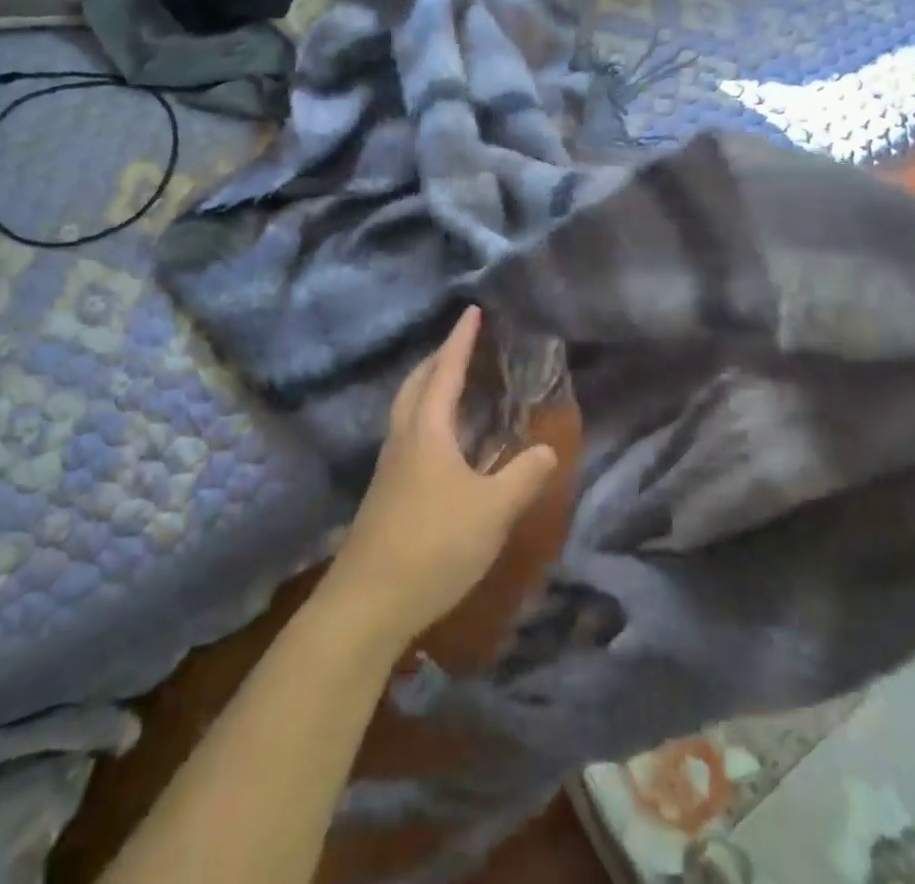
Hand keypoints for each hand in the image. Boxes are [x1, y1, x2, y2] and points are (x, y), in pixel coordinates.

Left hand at [324, 308, 558, 651]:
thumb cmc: (434, 545)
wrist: (367, 603)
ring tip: (452, 385)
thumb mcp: (492, 512)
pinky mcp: (385, 493)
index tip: (471, 311)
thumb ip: (523, 477)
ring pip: (407, 409)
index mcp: (427, 430)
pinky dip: (425, 418)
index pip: (446, 370)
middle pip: (417, 383)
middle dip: (438, 358)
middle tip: (462, 345)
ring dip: (428, 386)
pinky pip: (407, 434)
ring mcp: (389, 466)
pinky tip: (442, 444)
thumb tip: (547, 448)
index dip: (461, 340)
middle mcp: (403, 438)